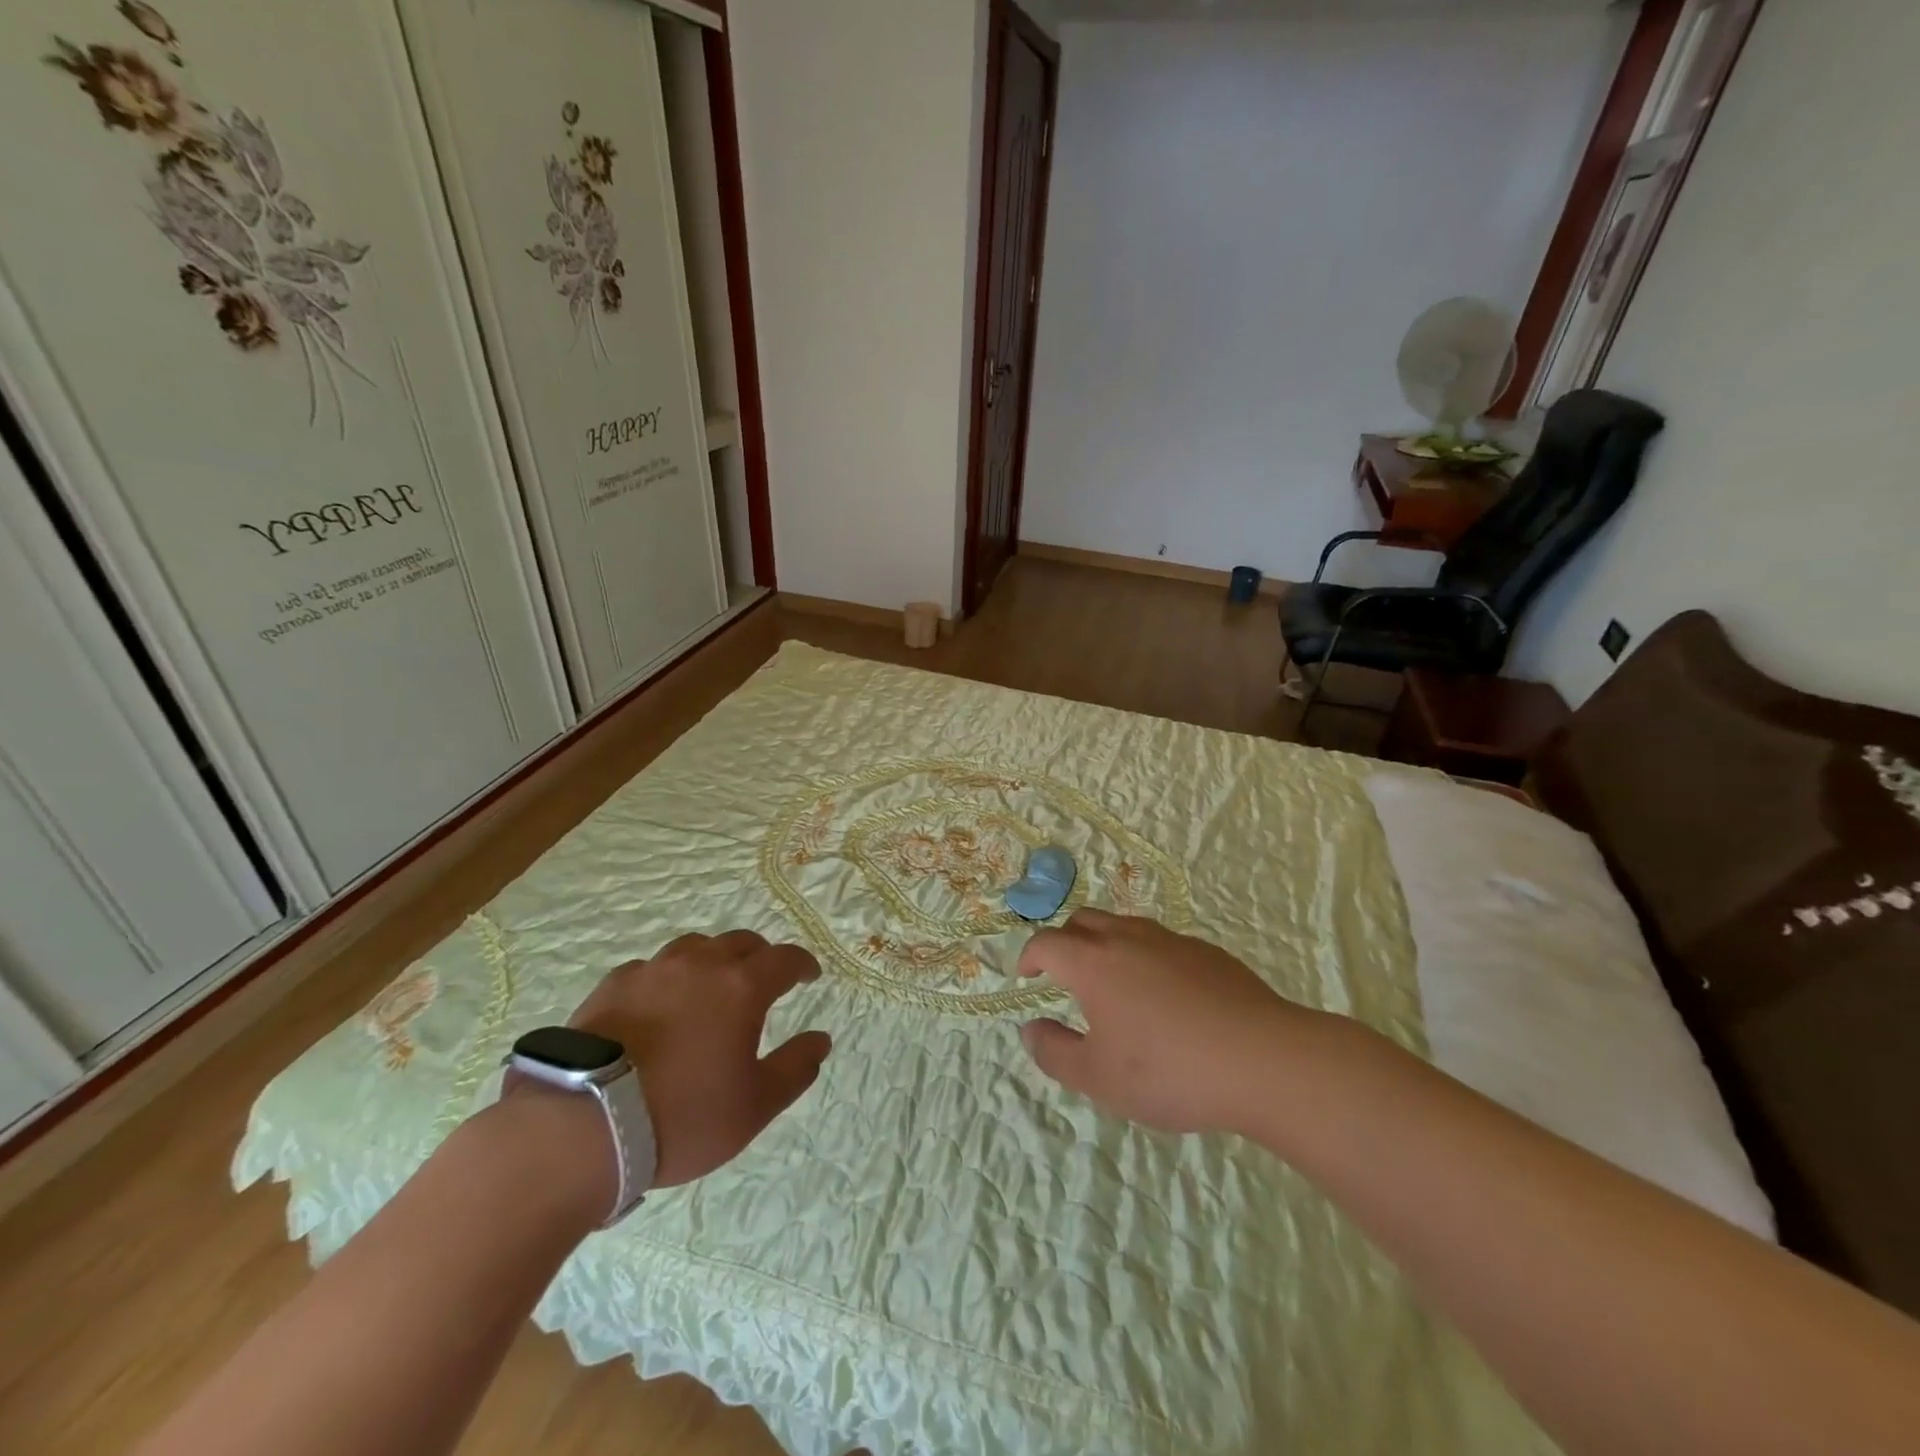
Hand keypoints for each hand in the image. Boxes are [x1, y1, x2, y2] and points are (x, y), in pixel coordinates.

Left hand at [565, 930, 832, 1187]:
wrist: (581, 1127)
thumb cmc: (682, 1117)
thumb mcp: (753, 1106)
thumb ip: (795, 1069)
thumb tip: (821, 1040)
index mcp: (742, 987)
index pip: (784, 959)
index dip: (802, 964)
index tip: (809, 976)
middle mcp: (701, 965)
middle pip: (741, 943)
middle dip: (760, 957)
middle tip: (764, 980)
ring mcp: (652, 970)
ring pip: (695, 947)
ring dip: (713, 960)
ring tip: (711, 986)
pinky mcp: (612, 985)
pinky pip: (652, 968)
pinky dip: (668, 977)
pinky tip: (659, 1003)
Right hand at [1017, 910, 1318, 1134]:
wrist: (1262, 1059)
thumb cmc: (1169, 1071)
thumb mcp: (1099, 1078)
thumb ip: (1054, 1052)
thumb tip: (1030, 1029)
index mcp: (1094, 963)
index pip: (1047, 943)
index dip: (1031, 956)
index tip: (1028, 975)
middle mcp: (1128, 939)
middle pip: (1084, 921)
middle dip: (1065, 941)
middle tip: (1064, 973)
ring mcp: (1171, 941)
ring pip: (1125, 925)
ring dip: (1106, 944)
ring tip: (1113, 981)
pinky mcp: (1207, 952)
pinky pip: (1162, 942)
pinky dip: (1146, 956)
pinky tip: (1164, 995)